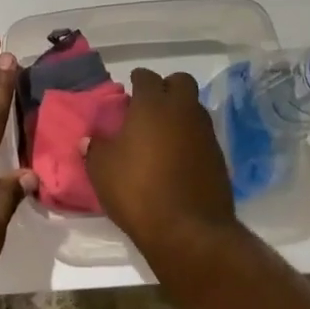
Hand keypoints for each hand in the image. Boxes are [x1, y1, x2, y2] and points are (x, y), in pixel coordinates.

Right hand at [84, 69, 237, 261]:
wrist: (189, 231)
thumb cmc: (138, 190)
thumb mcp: (102, 170)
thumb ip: (95, 148)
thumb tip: (90, 140)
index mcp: (152, 105)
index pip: (146, 77)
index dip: (136, 82)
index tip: (128, 94)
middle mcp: (183, 111)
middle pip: (181, 82)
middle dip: (167, 88)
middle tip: (150, 108)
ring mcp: (205, 133)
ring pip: (194, 109)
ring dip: (180, 115)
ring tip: (162, 137)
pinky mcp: (219, 158)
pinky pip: (203, 137)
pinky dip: (191, 140)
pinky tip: (177, 161)